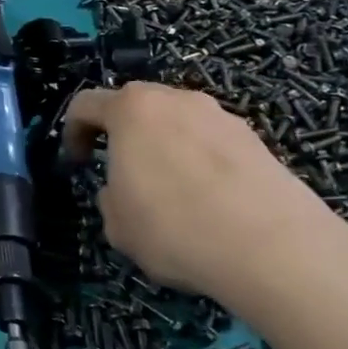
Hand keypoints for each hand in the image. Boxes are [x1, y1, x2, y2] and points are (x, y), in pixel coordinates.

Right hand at [63, 82, 347, 321]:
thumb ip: (110, 197)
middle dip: (124, 135)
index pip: (87, 104)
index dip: (73, 132)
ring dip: (166, 148)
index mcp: (132, 110)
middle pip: (137, 107)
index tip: (79, 162)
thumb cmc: (175, 228)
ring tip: (173, 194)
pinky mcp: (257, 140)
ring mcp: (221, 116)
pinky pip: (213, 144)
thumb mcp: (116, 224)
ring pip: (179, 124)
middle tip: (124, 174)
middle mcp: (176, 100)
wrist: (274, 248)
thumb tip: (123, 190)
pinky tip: (211, 204)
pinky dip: (202, 164)